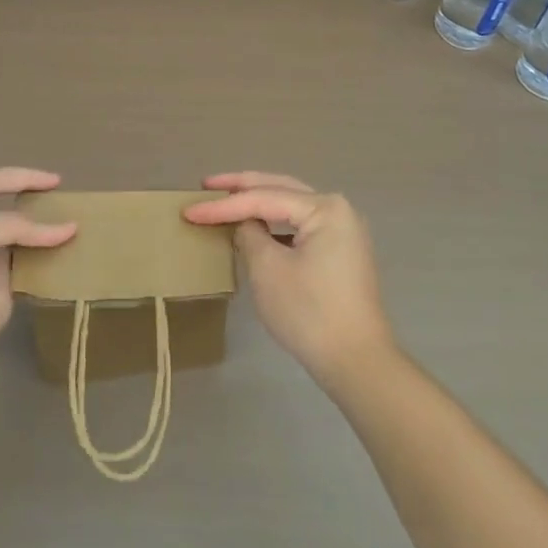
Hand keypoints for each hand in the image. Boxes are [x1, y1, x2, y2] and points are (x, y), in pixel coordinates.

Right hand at [185, 172, 396, 390]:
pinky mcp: (340, 253)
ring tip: (226, 199)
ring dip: (258, 202)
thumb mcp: (267, 269)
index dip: (222, 205)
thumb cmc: (310, 312)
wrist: (357, 362)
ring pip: (291, 206)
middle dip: (242, 186)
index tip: (189, 210)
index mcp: (324, 208)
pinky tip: (255, 227)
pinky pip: (300, 225)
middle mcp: (338, 210)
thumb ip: (248, 234)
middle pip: (280, 189)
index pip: (263, 198)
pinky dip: (275, 223)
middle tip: (207, 184)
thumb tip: (243, 224)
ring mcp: (343, 232)